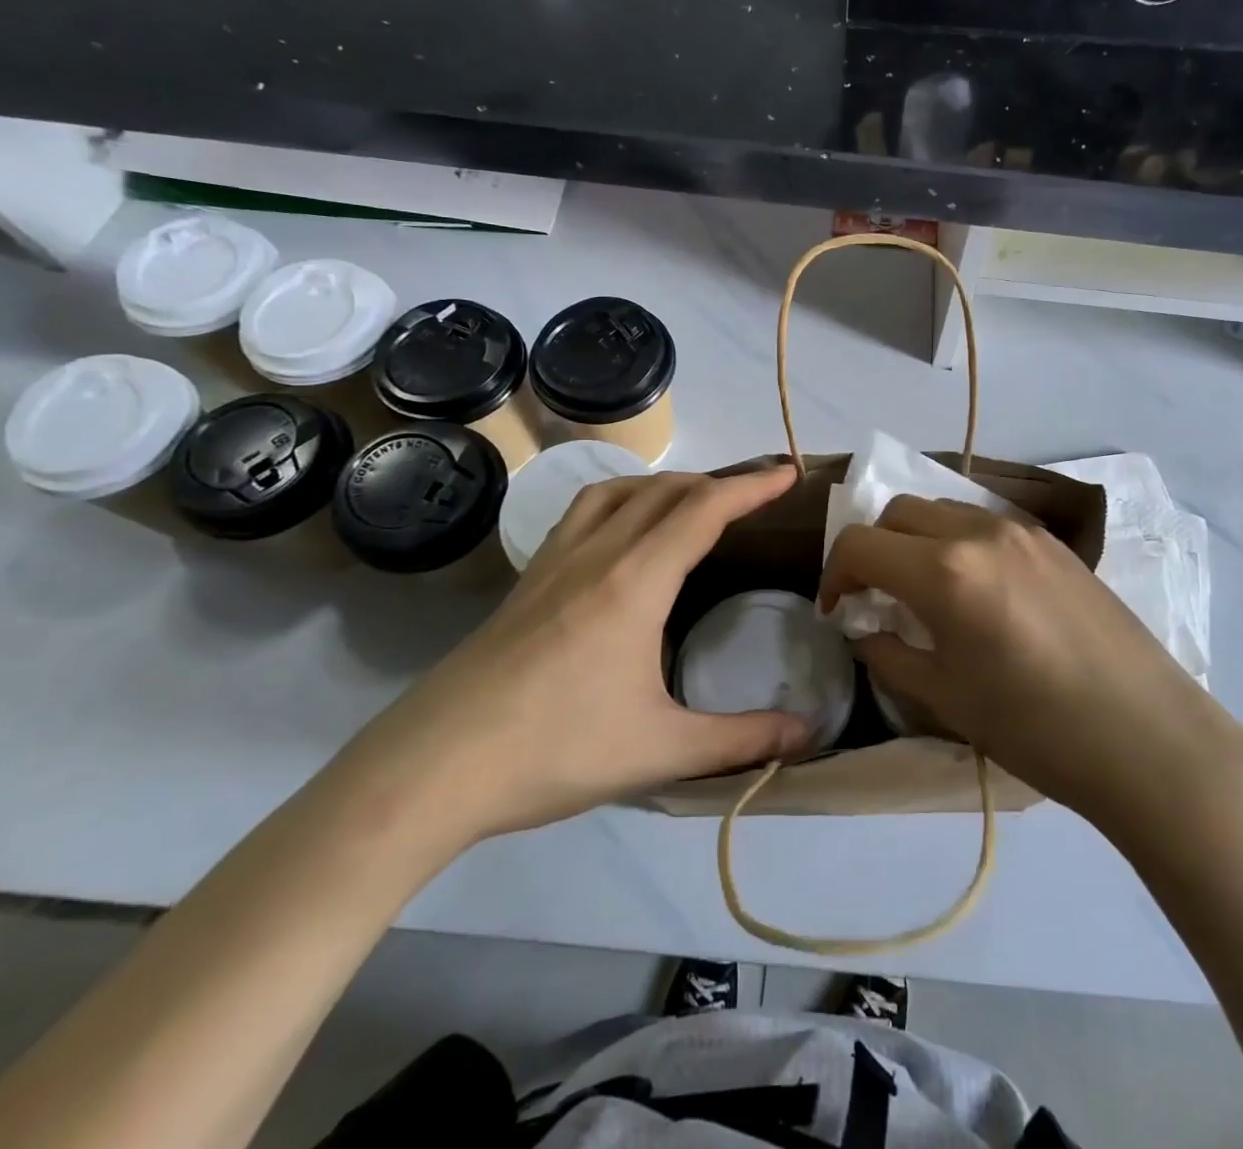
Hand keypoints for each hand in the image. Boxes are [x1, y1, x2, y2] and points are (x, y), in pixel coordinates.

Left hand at [361, 468, 810, 843]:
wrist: (433, 767)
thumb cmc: (554, 751)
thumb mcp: (660, 751)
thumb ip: (741, 739)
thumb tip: (810, 733)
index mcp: (636, 582)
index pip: (704, 510)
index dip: (751, 486)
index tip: (788, 475)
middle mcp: (598, 554)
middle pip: (666, 491)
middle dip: (717, 482)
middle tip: (755, 495)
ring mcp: (555, 562)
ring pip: (619, 491)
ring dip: (666, 484)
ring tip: (694, 503)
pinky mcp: (527, 580)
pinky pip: (583, 512)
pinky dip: (621, 500)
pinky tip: (623, 534)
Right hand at [819, 496, 1242, 822]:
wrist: (1147, 737)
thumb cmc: (1036, 728)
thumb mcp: (947, 698)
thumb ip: (890, 654)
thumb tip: (864, 631)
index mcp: (944, 571)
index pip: (861, 544)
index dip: (835, 574)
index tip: (838, 610)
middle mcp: (979, 532)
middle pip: (898, 512)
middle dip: (873, 548)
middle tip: (876, 597)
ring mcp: (1022, 531)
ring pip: (943, 509)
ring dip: (915, 539)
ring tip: (924, 591)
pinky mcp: (1054, 542)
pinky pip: (985, 523)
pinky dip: (957, 542)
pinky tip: (975, 590)